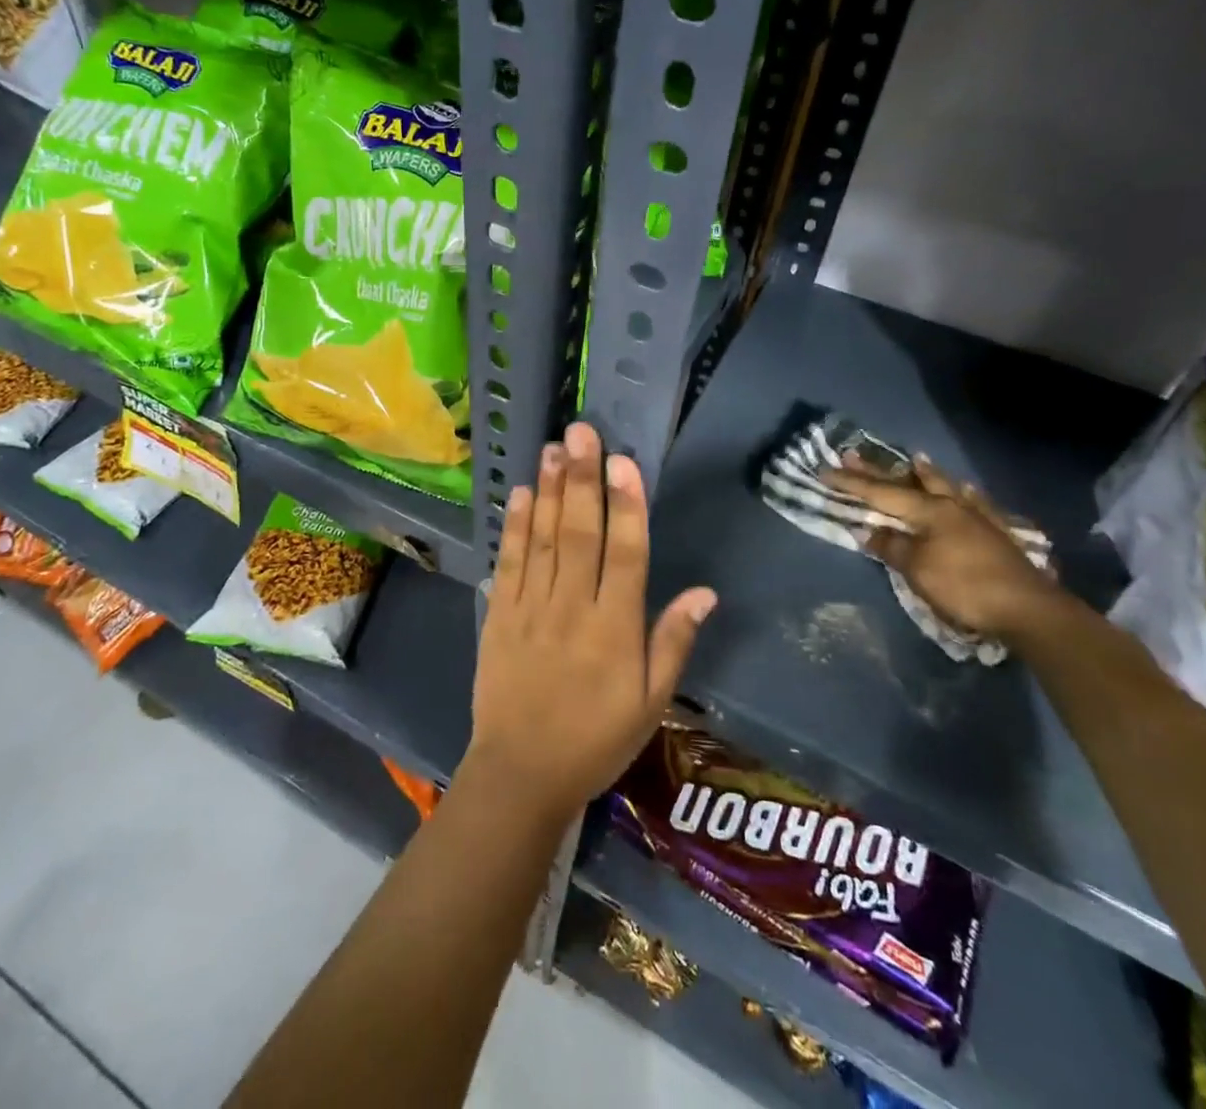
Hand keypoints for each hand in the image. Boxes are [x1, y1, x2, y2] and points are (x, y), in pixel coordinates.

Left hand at [465, 422, 717, 827]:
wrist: (521, 773)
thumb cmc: (596, 739)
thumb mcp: (651, 703)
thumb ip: (674, 642)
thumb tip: (705, 592)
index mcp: (615, 630)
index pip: (626, 556)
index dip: (627, 506)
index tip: (624, 462)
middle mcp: (573, 609)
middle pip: (581, 535)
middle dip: (583, 480)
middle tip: (582, 432)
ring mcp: (531, 609)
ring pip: (544, 540)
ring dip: (551, 491)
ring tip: (554, 448)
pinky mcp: (499, 615)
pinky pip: (509, 563)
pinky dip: (516, 527)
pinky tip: (523, 493)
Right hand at [826, 453, 1065, 640]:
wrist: (1028, 610)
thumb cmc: (964, 587)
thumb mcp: (917, 569)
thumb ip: (891, 546)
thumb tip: (869, 530)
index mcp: (929, 510)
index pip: (881, 493)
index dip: (851, 483)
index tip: (826, 471)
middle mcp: (952, 505)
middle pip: (909, 483)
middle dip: (879, 471)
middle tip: (854, 454)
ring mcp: (978, 517)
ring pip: (946, 486)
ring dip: (927, 473)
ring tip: (916, 459)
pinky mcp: (997, 533)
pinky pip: (975, 503)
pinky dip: (964, 494)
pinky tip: (966, 491)